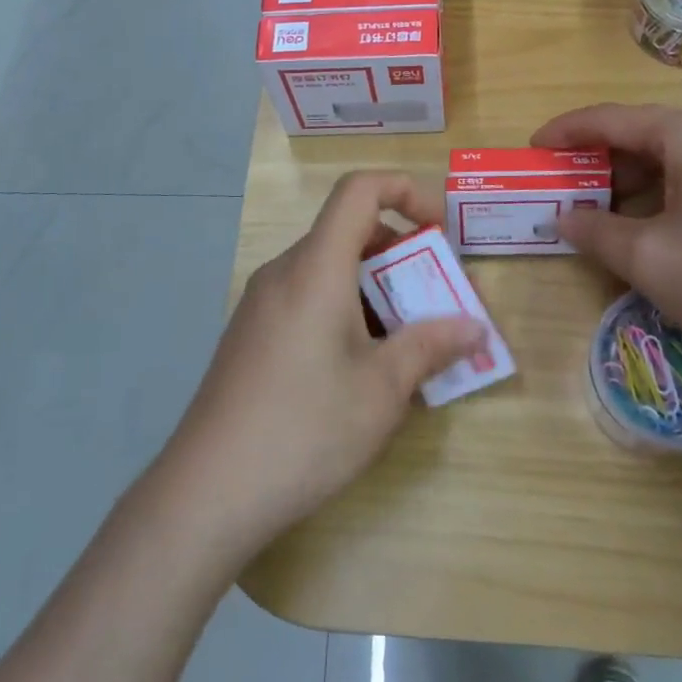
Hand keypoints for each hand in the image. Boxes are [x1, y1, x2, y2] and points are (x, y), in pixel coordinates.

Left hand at [163, 172, 482, 554]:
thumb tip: (474, 328)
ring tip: (409, 342)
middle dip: (402, 255)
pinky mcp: (252, 334)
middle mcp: (284, 272)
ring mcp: (261, 304)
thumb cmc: (304, 429)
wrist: (207, 492)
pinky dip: (346, 310)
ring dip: (376, 289)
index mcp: (316, 267)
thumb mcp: (381, 389)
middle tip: (438, 300)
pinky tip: (362, 368)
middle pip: (348, 232)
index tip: (439, 231)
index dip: (405, 191)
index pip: (359, 190)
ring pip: (330, 270)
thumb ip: (431, 347)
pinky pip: (309, 298)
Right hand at [533, 103, 681, 370]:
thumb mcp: (647, 258)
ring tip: (600, 205)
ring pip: (672, 154)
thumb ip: (594, 231)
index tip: (532, 148)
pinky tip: (653, 221)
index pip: (609, 119)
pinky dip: (663, 188)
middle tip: (562, 182)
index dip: (564, 132)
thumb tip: (562, 218)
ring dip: (630, 175)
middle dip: (596, 156)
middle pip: (642, 132)